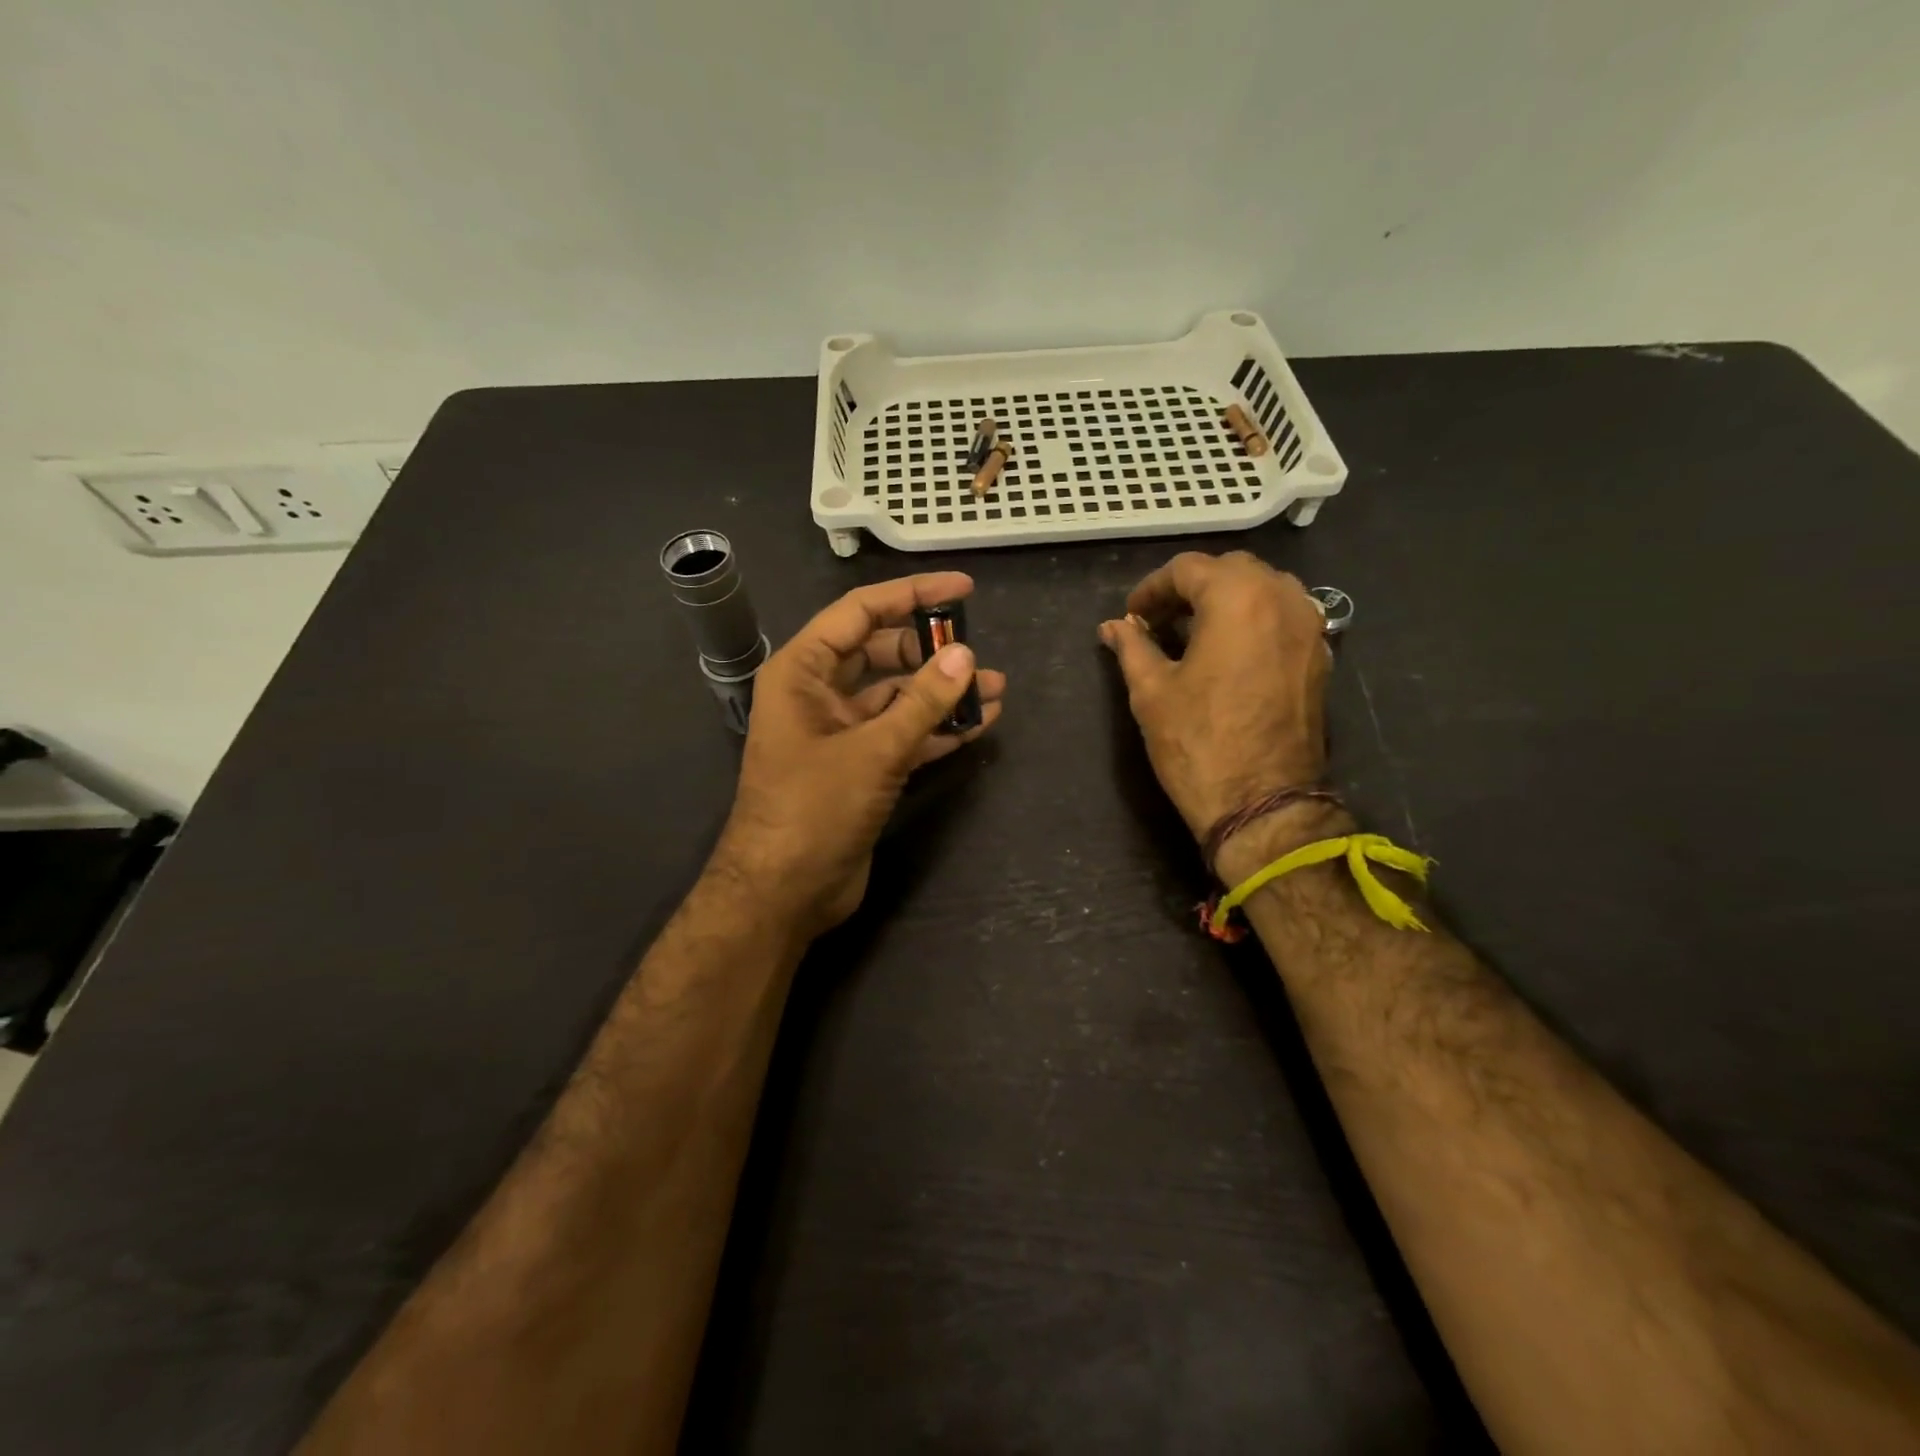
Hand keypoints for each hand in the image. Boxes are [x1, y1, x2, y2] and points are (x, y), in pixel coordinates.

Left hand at [711, 572, 1005, 937]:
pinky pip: (902, 734)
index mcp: (802, 672)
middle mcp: (818, 694)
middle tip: (979, 654)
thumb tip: (966, 656)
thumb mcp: (873, 750)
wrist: (783, 893)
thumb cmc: (813, 810)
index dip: (912, 595)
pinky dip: (936, 729)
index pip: (860, 613)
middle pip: (882, 653)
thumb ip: (922, 702)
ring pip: (897, 697)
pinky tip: (978, 725)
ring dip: (942, 693)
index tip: (963, 589)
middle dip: (932, 651)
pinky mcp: (859, 767)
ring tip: (996, 689)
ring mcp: (840, 733)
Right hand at [1099, 551, 1327, 841]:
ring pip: (1264, 588)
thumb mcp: (1152, 691)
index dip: (1151, 589)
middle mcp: (1282, 598)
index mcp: (1238, 598)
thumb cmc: (1198, 743)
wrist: (1262, 802)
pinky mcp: (1320, 656)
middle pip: (1231, 571)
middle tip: (1160, 621)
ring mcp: (1309, 627)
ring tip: (1194, 632)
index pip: (1188, 569)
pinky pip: (1284, 616)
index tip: (1132, 617)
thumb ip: (1132, 648)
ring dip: (1226, 599)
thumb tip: (1112, 627)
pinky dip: (1254, 619)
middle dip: (1191, 588)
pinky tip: (1229, 651)